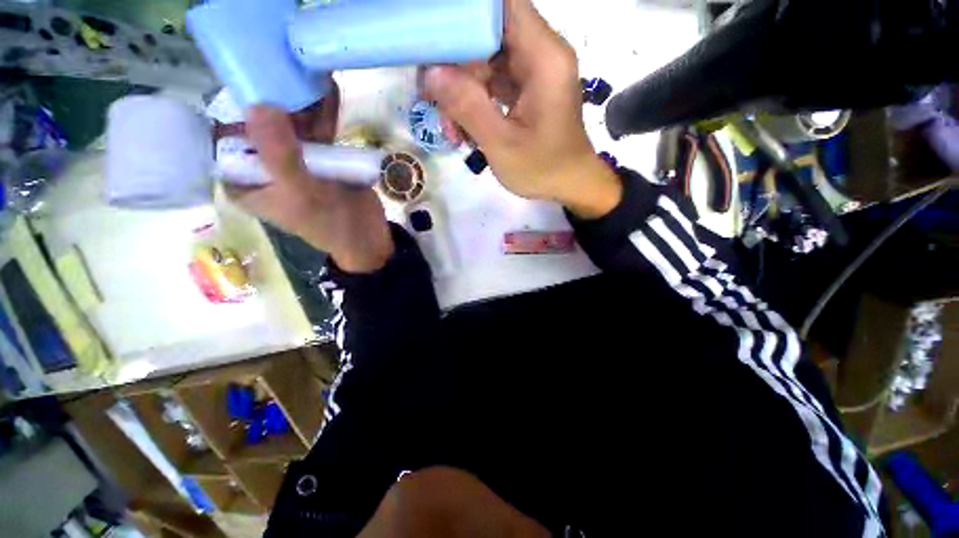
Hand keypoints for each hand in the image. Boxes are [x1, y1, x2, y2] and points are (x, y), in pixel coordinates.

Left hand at [224, 81, 393, 272]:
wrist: (369, 236)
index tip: (249, 84)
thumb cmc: (330, 223)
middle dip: (271, 101)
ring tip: (310, 76)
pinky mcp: (319, 157)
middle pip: (259, 125)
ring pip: (290, 124)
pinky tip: (330, 92)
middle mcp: (264, 166)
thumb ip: (279, 154)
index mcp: (245, 181)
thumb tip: (258, 105)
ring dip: (301, 104)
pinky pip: (316, 131)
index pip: (224, 139)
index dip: (233, 110)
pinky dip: (323, 114)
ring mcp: (294, 159)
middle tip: (283, 72)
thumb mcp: (302, 193)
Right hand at [423, 0, 621, 218]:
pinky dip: (477, 101)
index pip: (501, 6)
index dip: (465, 14)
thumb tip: (430, 73)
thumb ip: (468, 107)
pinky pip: (495, 82)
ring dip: (464, 90)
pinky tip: (465, 127)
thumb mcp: (502, 144)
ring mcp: (535, 72)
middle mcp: (542, 54)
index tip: (434, 37)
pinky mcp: (529, 89)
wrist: (570, 185)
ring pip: (488, 61)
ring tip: (450, 126)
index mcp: (544, 58)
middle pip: (489, 34)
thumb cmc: (543, 170)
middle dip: (456, 64)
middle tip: (433, 98)